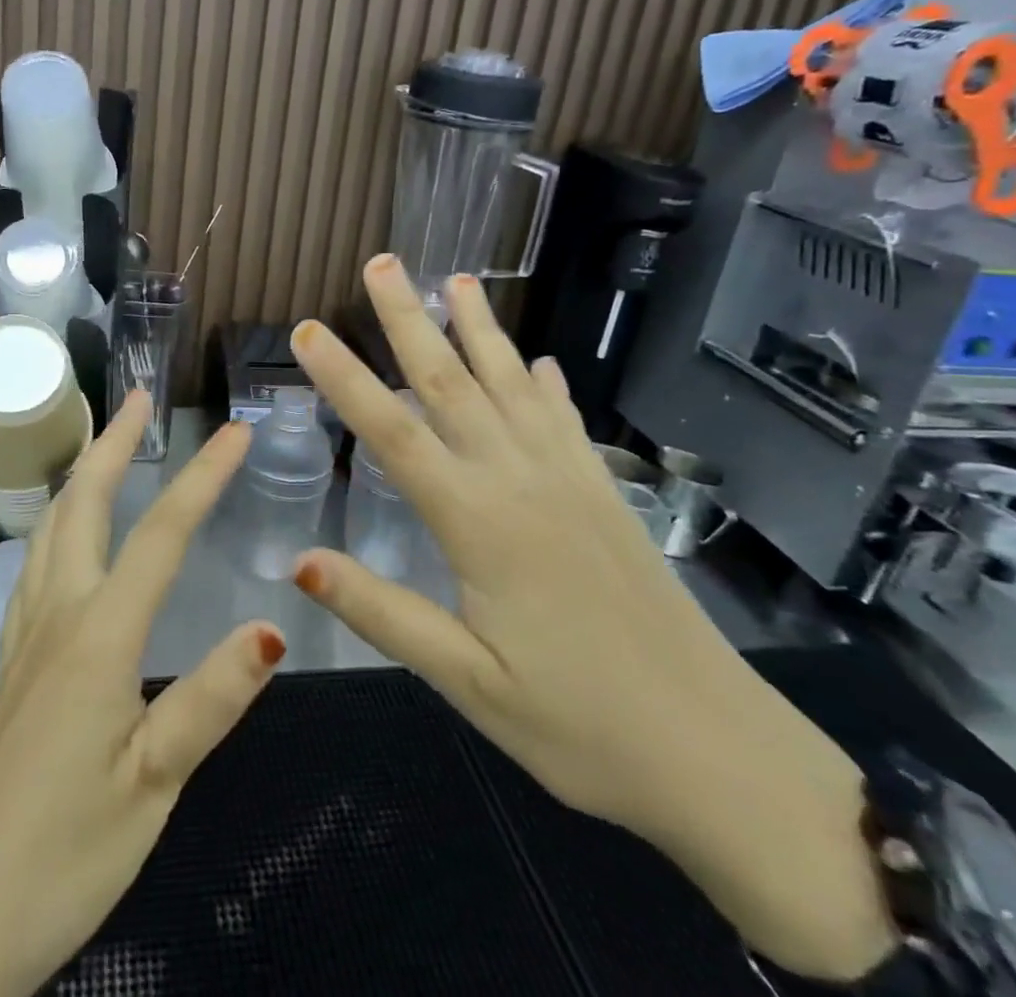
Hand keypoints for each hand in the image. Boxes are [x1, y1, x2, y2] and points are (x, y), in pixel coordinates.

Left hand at [0, 395, 281, 996]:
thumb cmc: (57, 857)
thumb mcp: (152, 785)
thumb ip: (210, 700)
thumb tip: (272, 625)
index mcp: (99, 636)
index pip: (161, 535)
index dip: (203, 477)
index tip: (236, 430)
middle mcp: (56, 617)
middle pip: (82, 505)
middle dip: (112, 444)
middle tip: (138, 398)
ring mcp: (23, 640)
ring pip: (48, 530)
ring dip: (79, 477)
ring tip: (101, 448)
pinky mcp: (9, 669)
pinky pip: (33, 568)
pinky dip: (55, 526)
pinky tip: (63, 542)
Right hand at [289, 256, 898, 982]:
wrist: (716, 751)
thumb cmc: (577, 725)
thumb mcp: (466, 681)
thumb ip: (381, 612)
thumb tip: (299, 561)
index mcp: (477, 521)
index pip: (392, 433)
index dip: (345, 378)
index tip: (308, 330)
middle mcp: (519, 480)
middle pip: (451, 382)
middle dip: (409, 319)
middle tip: (381, 264)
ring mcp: (569, 480)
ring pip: (512, 384)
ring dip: (479, 329)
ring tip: (456, 280)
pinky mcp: (604, 494)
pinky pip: (565, 420)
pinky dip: (546, 384)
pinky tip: (539, 361)